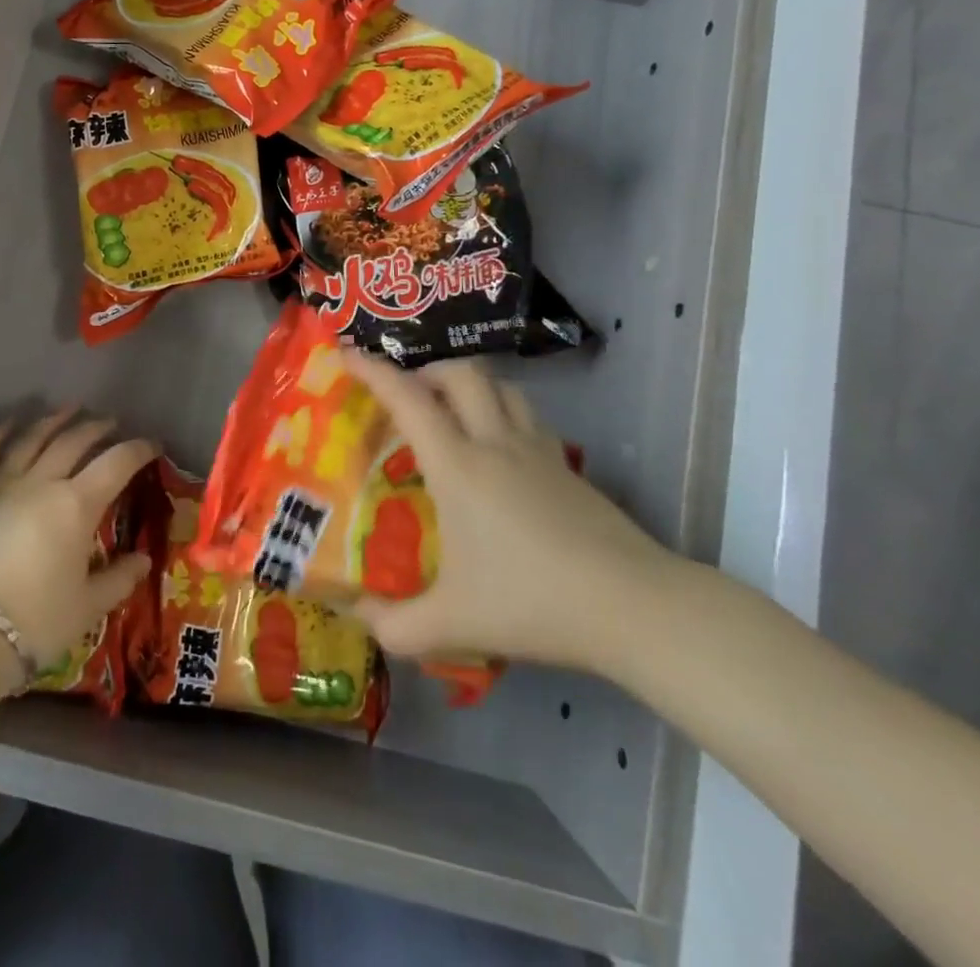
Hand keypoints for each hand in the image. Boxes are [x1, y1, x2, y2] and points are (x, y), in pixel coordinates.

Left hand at [0, 409, 155, 679]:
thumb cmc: (34, 622)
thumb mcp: (87, 607)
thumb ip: (118, 579)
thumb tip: (143, 560)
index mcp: (76, 506)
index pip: (116, 464)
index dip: (138, 450)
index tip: (153, 444)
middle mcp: (40, 483)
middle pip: (72, 442)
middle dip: (96, 427)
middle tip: (110, 421)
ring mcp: (0, 486)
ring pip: (29, 439)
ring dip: (51, 420)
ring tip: (67, 408)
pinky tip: (8, 422)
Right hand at [342, 352, 679, 676]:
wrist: (632, 606)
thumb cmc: (533, 602)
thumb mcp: (452, 624)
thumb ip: (395, 625)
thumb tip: (359, 615)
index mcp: (458, 465)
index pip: (408, 399)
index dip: (373, 370)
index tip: (346, 353)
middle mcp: (496, 442)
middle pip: (462, 373)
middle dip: (427, 370)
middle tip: (407, 396)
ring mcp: (538, 450)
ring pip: (501, 387)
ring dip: (469, 385)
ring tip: (451, 412)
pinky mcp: (568, 466)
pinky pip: (527, 415)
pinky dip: (502, 411)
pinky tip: (499, 449)